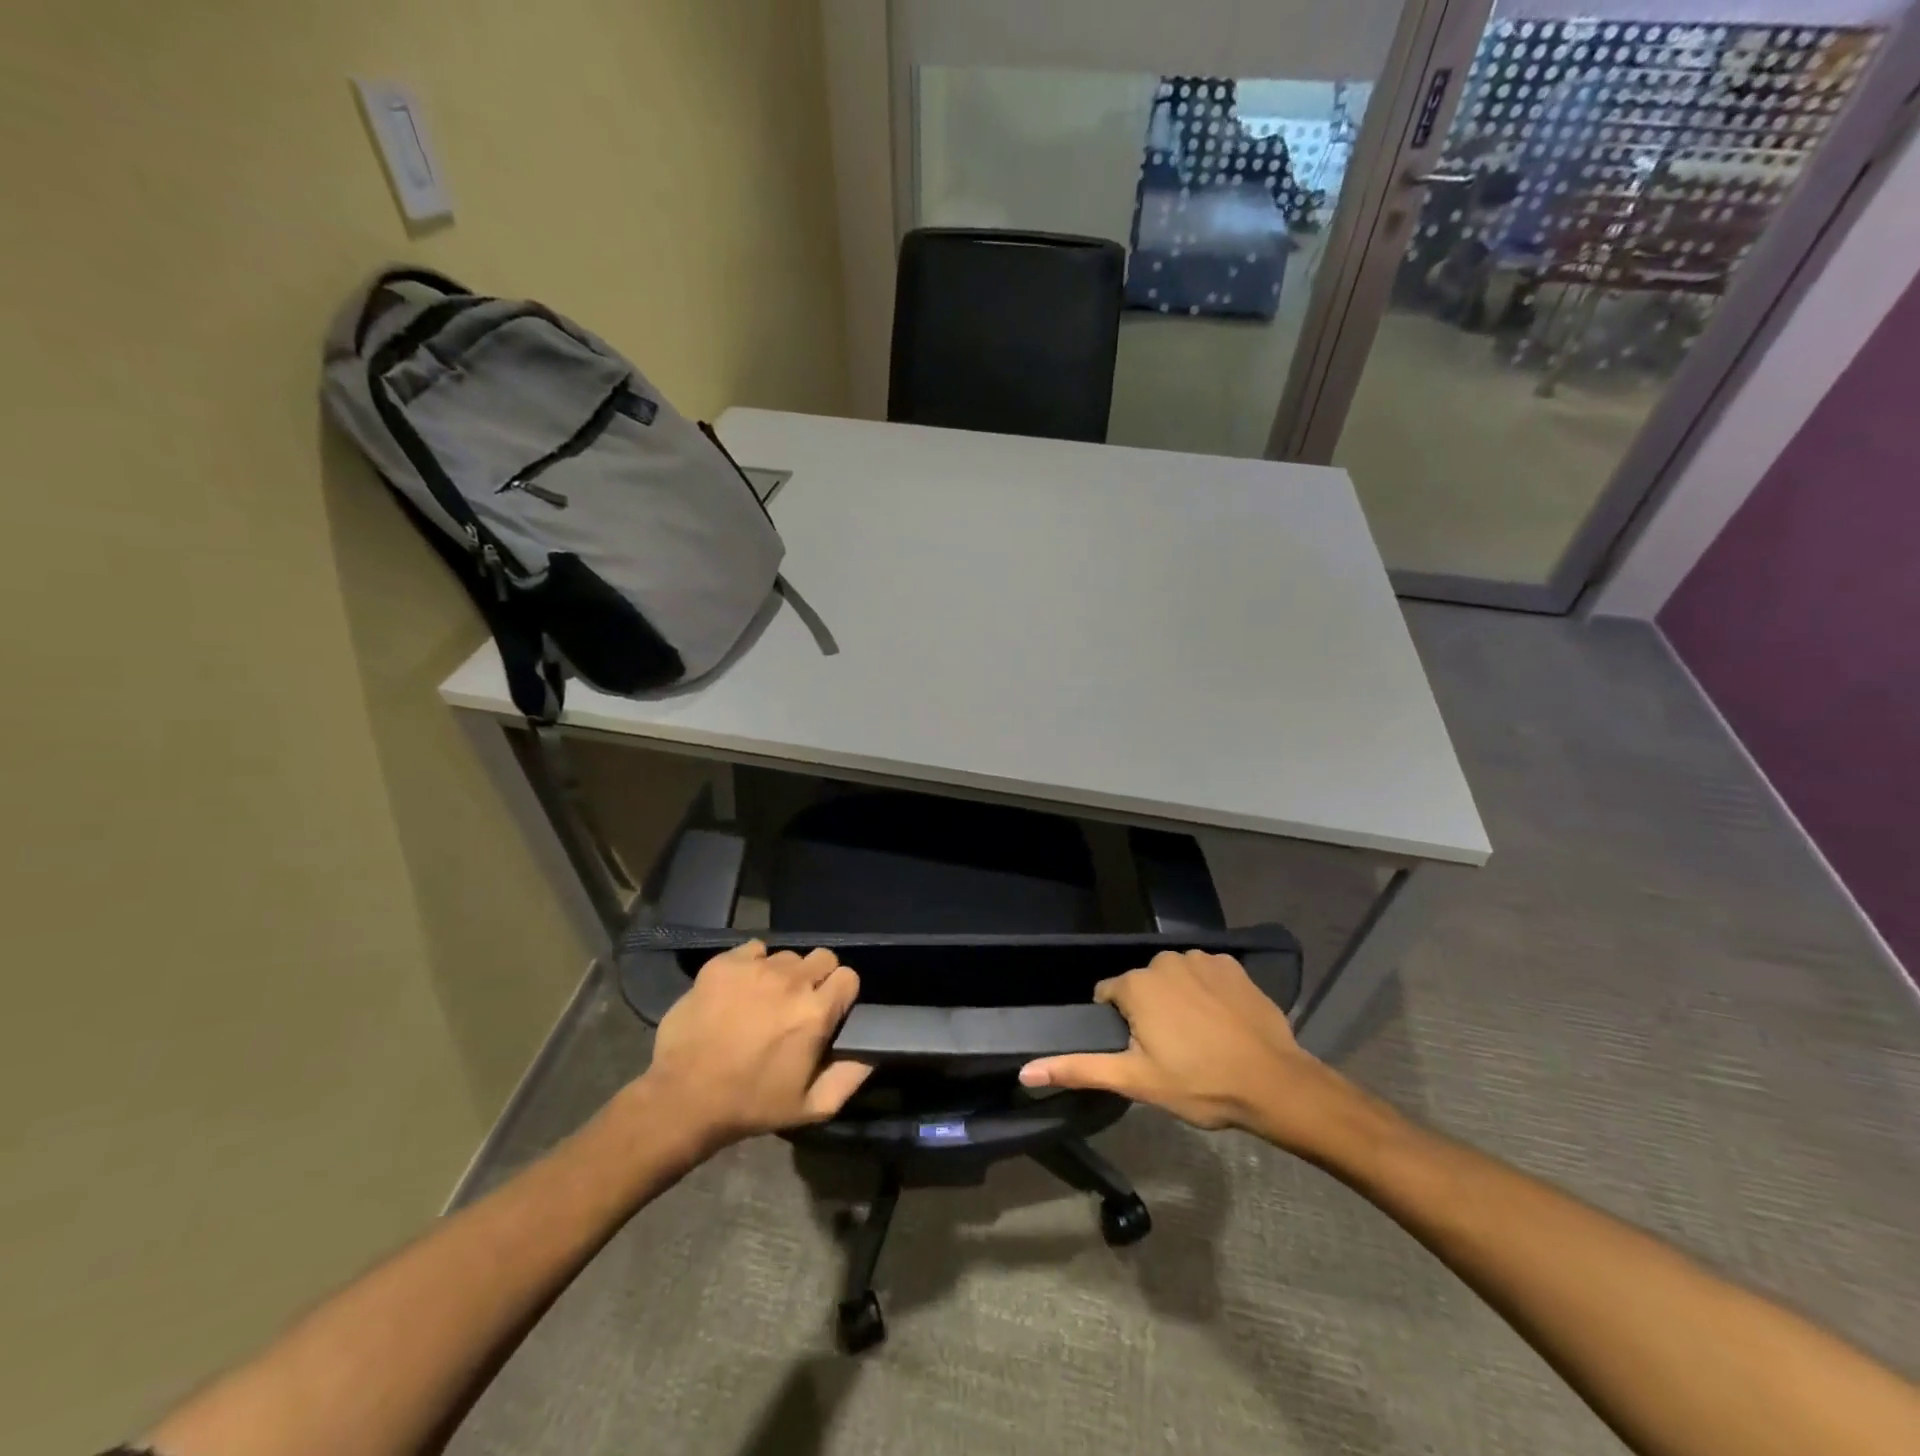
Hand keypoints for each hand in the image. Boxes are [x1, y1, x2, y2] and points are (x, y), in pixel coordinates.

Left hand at [640, 941, 872, 1150]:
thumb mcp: (812, 1107)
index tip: (828, 1011)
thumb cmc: (752, 1105)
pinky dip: (752, 965)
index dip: (841, 994)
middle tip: (796, 1005)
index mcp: (816, 1012)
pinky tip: (740, 990)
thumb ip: (851, 1076)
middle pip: (822, 957)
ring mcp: (755, 968)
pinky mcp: (724, 964)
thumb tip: (874, 1051)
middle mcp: (791, 981)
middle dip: (816, 978)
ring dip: (783, 975)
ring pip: (786, 956)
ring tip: (764, 1000)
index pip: (848, 976)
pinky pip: (753, 950)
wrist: (684, 1099)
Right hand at [1018, 950, 1347, 1148]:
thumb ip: (1079, 1069)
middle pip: (1141, 986)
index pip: (1108, 996)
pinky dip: (1207, 993)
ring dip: (1178, 1001)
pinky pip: (1205, 975)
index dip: (1120, 1026)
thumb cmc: (1199, 1084)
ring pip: (1173, 979)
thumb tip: (1026, 1070)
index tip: (1141, 1053)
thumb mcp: (1135, 1081)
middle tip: (1172, 1052)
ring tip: (1200, 1039)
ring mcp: (1201, 959)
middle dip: (1148, 1012)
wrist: (1274, 1083)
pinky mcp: (1232, 964)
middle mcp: (1164, 960)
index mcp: (1136, 984)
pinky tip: (1222, 1022)